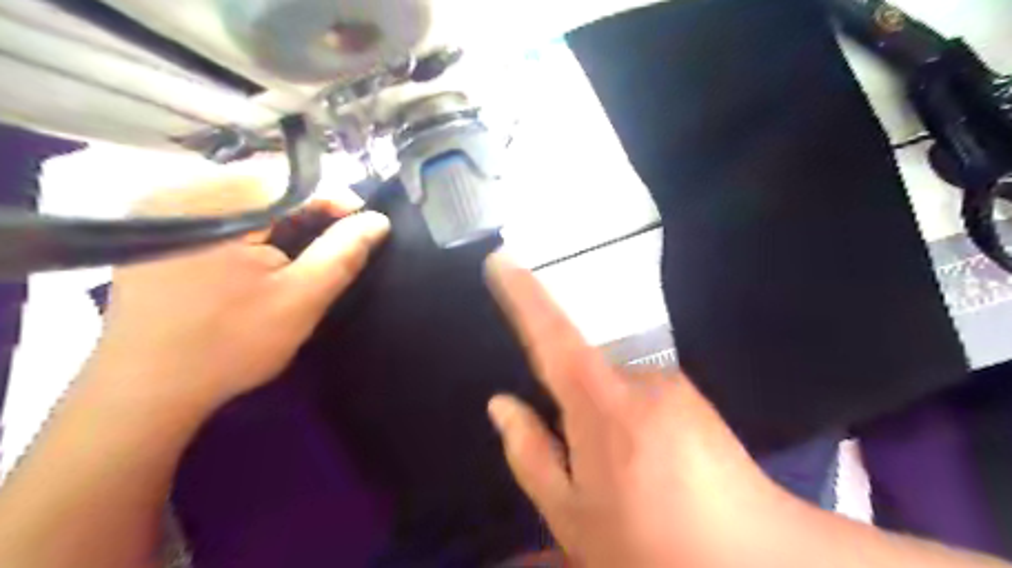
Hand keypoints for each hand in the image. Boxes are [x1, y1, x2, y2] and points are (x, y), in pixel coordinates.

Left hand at [89, 174, 387, 412]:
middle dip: (310, 210)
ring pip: (245, 197)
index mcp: (214, 203)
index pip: (291, 180)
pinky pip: (220, 211)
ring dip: (283, 218)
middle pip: (266, 184)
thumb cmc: (230, 344)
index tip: (365, 225)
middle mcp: (179, 192)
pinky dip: (254, 226)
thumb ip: (343, 253)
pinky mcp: (155, 231)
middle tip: (338, 241)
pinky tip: (265, 254)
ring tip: (307, 248)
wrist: (146, 391)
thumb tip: (378, 220)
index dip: (335, 199)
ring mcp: (161, 210)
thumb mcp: (300, 299)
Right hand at [487, 253, 802, 566]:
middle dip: (571, 406)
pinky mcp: (694, 396)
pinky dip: (630, 423)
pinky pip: (641, 395)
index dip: (523, 294)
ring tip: (623, 479)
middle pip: (583, 369)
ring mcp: (674, 385)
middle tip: (583, 465)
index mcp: (602, 404)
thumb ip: (530, 453)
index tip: (502, 259)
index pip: (552, 334)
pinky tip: (649, 469)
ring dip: (603, 421)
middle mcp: (640, 378)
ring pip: (613, 387)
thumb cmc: (650, 544)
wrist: (757, 563)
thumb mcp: (572, 513)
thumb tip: (502, 404)